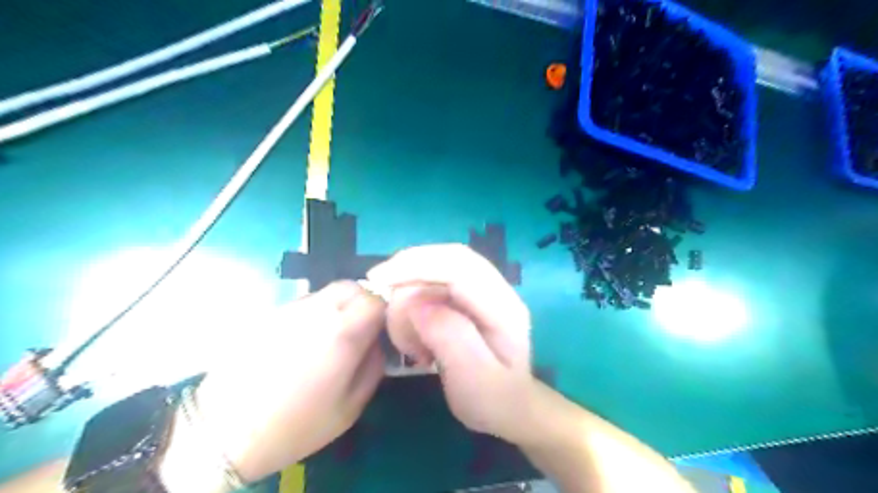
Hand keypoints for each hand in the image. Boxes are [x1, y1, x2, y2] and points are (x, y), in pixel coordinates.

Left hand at [185, 283, 384, 482]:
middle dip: (363, 302)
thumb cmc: (296, 425)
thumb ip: (374, 367)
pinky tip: (302, 343)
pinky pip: (302, 304)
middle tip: (359, 330)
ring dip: (338, 306)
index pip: (375, 299)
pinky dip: (313, 314)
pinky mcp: (268, 315)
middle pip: (351, 286)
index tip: (380, 331)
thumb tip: (377, 342)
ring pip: (326, 292)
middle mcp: (317, 311)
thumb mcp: (350, 407)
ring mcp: (289, 310)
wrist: (223, 432)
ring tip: (330, 338)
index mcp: (342, 333)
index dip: (384, 312)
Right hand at [364, 244, 535, 444]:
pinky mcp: (468, 297)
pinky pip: (434, 285)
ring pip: (437, 269)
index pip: (460, 267)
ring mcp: (483, 291)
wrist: (512, 407)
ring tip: (409, 344)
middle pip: (449, 257)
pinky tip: (415, 337)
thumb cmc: (494, 400)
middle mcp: (496, 290)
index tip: (380, 279)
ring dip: (410, 298)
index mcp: (504, 307)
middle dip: (409, 270)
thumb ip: (450, 338)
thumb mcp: (474, 379)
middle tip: (380, 293)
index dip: (418, 265)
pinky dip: (414, 305)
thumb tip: (416, 304)